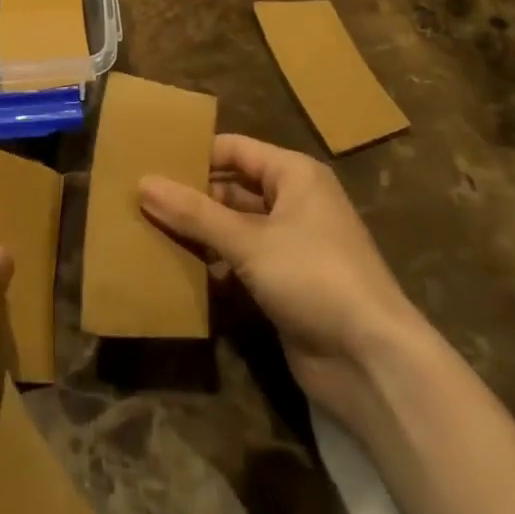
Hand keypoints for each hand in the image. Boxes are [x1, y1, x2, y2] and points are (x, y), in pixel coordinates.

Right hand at [139, 134, 420, 418]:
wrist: (373, 363)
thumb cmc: (314, 276)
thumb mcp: (249, 241)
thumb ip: (195, 213)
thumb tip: (143, 183)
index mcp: (293, 175)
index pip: (234, 150)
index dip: (195, 154)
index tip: (150, 160)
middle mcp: (293, 202)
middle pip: (232, 189)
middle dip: (191, 196)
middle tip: (141, 199)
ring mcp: (290, 246)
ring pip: (234, 227)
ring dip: (199, 233)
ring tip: (148, 231)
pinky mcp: (285, 285)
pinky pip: (241, 262)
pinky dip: (214, 265)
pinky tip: (179, 271)